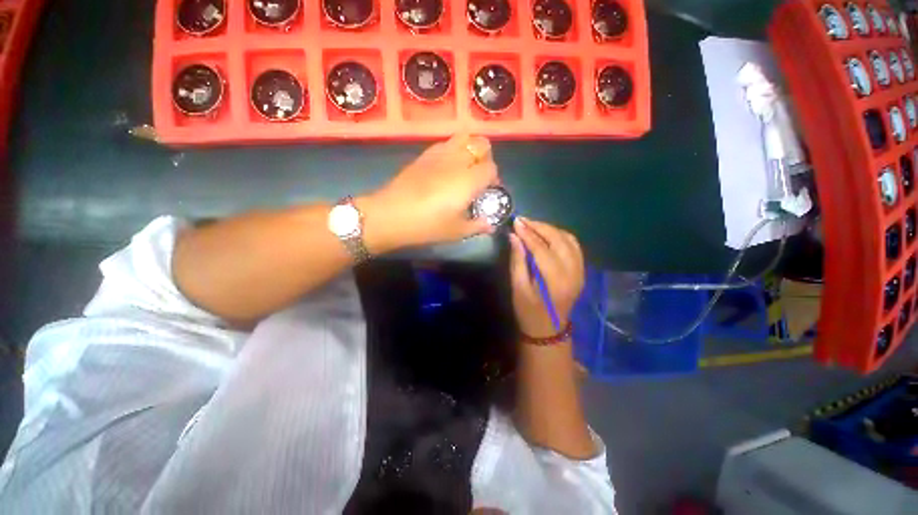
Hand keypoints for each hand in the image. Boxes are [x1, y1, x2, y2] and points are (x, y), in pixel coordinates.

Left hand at [364, 134, 497, 249]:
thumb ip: (477, 226)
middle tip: (479, 177)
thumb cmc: (427, 225)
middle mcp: (457, 161)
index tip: (489, 192)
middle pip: (481, 144)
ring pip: (464, 137)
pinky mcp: (424, 155)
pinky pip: (445, 143)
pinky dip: (453, 150)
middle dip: (486, 158)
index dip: (494, 179)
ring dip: (470, 149)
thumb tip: (490, 226)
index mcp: (469, 180)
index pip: (491, 168)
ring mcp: (439, 154)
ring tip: (464, 169)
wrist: (391, 214)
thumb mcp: (456, 231)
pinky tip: (446, 169)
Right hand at [509, 218, 584, 337]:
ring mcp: (580, 271)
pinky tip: (547, 234)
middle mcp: (573, 273)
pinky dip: (561, 236)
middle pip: (559, 240)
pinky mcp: (581, 270)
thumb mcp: (518, 288)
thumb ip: (517, 261)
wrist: (548, 329)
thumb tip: (513, 237)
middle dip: (540, 226)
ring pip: (569, 240)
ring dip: (551, 229)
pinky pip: (574, 246)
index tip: (516, 222)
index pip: (542, 249)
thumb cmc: (528, 312)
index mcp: (556, 281)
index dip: (528, 234)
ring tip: (533, 226)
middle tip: (523, 221)